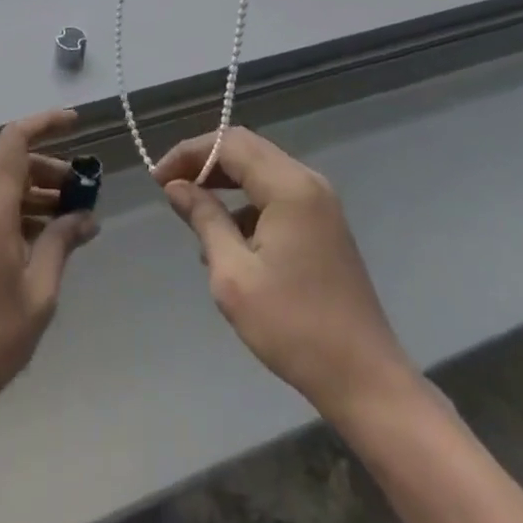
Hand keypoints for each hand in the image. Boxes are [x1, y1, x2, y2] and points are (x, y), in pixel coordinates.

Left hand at [0, 109, 98, 419]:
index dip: (45, 123)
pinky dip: (25, 216)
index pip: (15, 141)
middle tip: (86, 194)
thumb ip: (62, 242)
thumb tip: (85, 216)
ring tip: (75, 221)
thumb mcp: (40, 290)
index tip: (77, 123)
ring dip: (41, 196)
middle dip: (53, 171)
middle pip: (15, 166)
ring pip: (7, 191)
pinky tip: (50, 242)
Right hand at [156, 127, 416, 419]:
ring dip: (225, 181)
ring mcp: (320, 202)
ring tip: (192, 210)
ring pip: (262, 170)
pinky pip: (277, 193)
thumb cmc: (293, 327)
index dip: (190, 153)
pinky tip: (228, 237)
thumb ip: (205, 220)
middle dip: (205, 161)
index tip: (157, 179)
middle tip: (170, 186)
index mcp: (289, 186)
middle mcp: (308, 181)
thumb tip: (176, 187)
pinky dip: (247, 201)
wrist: (364, 378)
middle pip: (247, 149)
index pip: (230, 144)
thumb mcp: (234, 276)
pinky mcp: (324, 223)